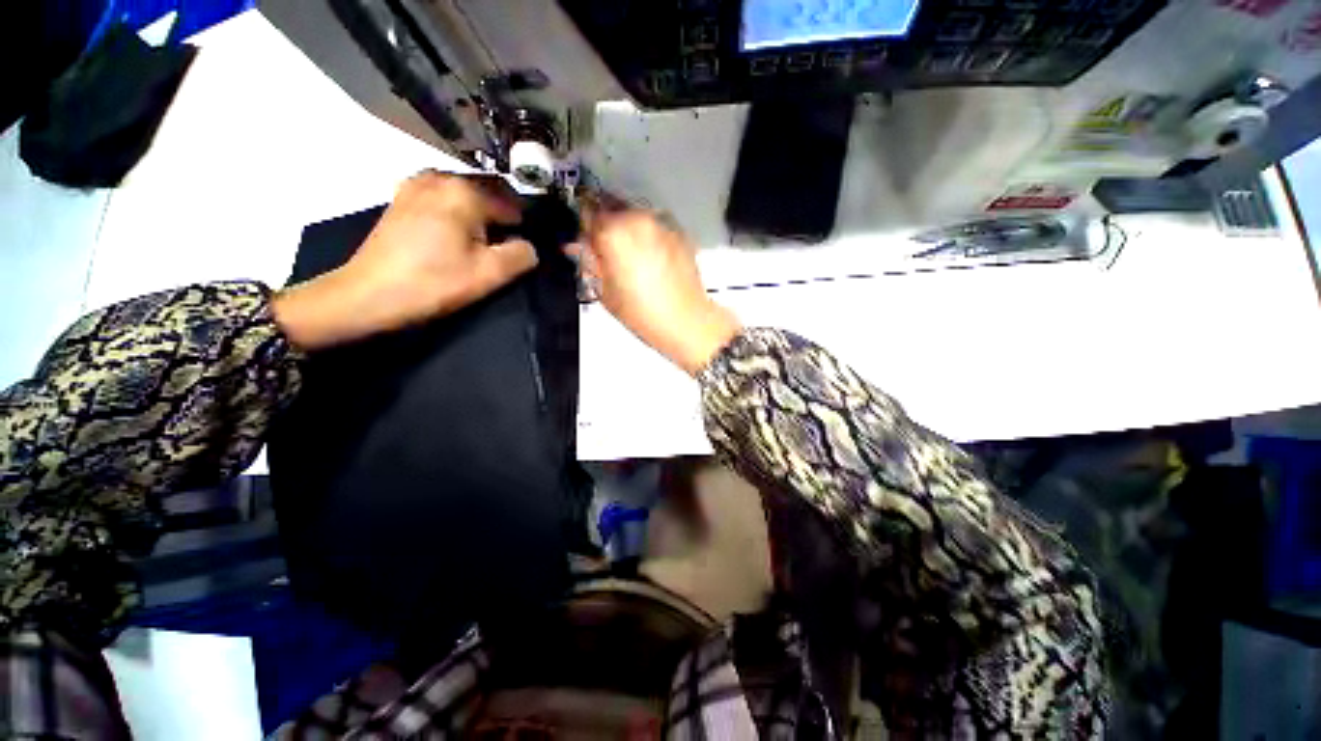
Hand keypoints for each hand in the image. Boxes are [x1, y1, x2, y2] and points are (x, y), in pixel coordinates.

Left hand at [274, 171, 537, 348]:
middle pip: (489, 190)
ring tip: (486, 240)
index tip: (528, 246)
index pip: (513, 202)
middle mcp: (441, 177)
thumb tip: (530, 246)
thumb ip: (521, 255)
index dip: (526, 225)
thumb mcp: (489, 274)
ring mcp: (417, 184)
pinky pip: (445, 195)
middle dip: (504, 214)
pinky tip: (458, 233)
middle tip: (510, 245)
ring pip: (466, 192)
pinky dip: (460, 210)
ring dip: (482, 211)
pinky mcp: (403, 198)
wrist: (369, 294)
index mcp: (464, 192)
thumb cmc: (433, 283)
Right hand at [575, 206, 738, 374]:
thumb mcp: (604, 290)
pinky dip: (648, 235)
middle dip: (606, 224)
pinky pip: (654, 225)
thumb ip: (589, 262)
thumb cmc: (641, 312)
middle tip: (607, 251)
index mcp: (614, 232)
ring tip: (632, 258)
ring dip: (627, 228)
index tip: (585, 242)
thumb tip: (578, 247)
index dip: (583, 227)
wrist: (685, 319)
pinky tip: (651, 260)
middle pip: (612, 206)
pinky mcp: (678, 231)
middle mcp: (637, 218)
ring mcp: (661, 222)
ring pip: (634, 214)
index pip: (587, 211)